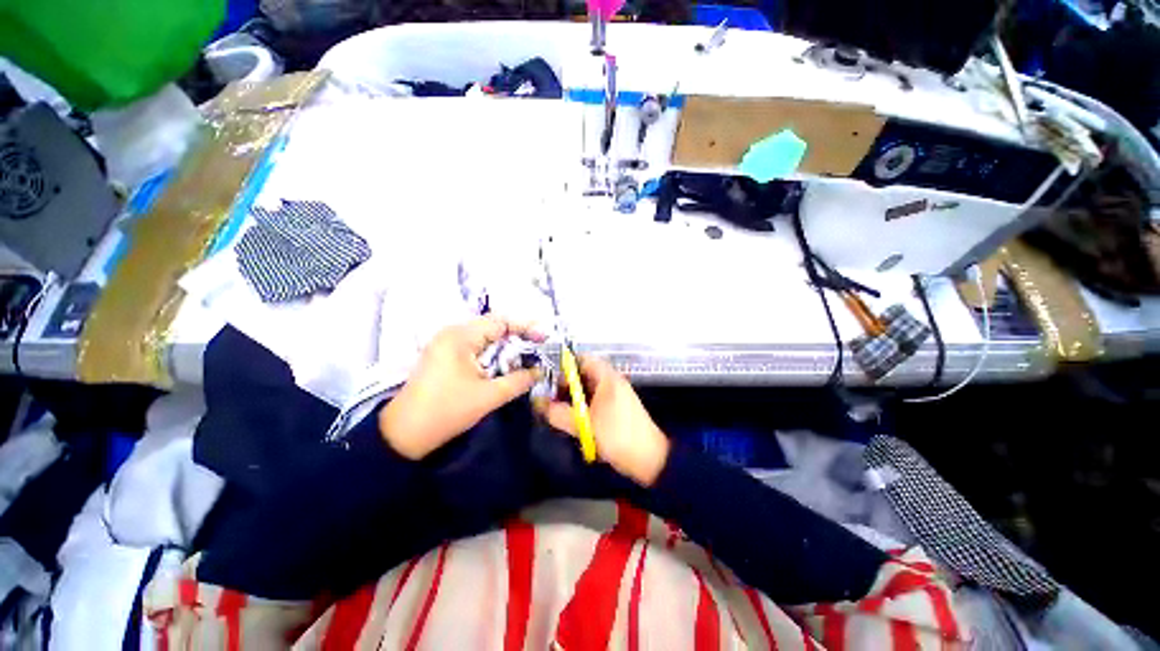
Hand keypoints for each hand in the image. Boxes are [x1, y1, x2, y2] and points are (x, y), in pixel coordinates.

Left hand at [379, 316, 544, 459]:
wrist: (403, 435)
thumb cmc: (446, 412)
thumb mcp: (488, 396)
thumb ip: (518, 380)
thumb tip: (539, 371)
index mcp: (460, 336)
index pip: (500, 321)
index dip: (525, 327)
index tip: (545, 338)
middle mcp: (452, 333)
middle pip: (493, 327)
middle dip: (518, 337)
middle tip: (539, 349)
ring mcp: (446, 344)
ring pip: (485, 338)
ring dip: (506, 347)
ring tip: (527, 357)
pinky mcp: (444, 356)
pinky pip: (475, 347)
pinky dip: (493, 354)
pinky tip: (505, 365)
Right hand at [535, 356, 669, 486]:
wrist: (649, 458)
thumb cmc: (617, 435)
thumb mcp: (584, 424)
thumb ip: (559, 414)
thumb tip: (539, 405)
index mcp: (607, 378)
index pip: (583, 359)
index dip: (565, 366)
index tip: (550, 379)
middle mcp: (612, 382)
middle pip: (584, 374)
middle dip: (566, 385)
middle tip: (550, 398)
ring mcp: (615, 396)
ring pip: (588, 389)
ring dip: (573, 398)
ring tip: (558, 410)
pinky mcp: (616, 409)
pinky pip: (595, 401)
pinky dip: (583, 406)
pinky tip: (574, 420)